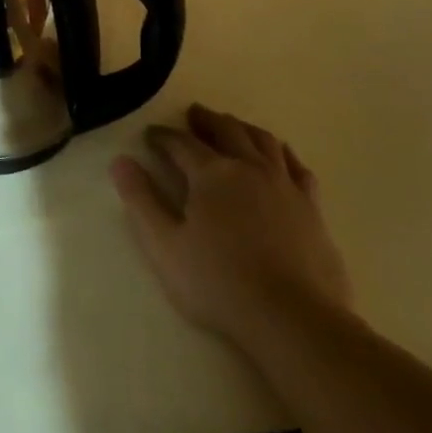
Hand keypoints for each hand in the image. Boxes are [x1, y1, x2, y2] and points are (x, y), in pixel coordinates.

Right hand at [112, 104, 351, 343]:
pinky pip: (297, 166)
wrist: (293, 318)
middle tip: (193, 114)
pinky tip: (279, 155)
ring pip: (263, 140)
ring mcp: (284, 185)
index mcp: (211, 174)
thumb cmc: (220, 283)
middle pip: (226, 129)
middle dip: (205, 120)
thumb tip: (120, 161)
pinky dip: (282, 153)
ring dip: (243, 127)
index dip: (163, 136)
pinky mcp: (312, 207)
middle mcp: (249, 167)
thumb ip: (141, 201)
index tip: (151, 135)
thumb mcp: (165, 245)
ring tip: (232, 126)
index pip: (181, 143)